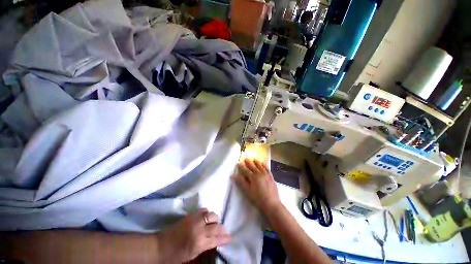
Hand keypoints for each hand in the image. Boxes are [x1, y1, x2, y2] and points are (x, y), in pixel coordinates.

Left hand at [157, 208, 229, 263]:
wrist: (160, 246)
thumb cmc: (176, 255)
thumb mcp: (192, 255)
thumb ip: (204, 246)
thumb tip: (214, 240)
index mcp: (199, 243)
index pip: (216, 239)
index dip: (224, 238)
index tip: (230, 237)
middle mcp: (199, 230)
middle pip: (216, 226)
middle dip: (222, 228)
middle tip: (224, 230)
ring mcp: (195, 220)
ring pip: (211, 215)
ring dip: (215, 219)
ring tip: (215, 222)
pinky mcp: (191, 215)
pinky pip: (203, 210)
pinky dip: (206, 213)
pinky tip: (206, 216)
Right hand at [232, 158, 281, 214]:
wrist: (272, 204)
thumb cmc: (258, 199)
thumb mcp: (247, 191)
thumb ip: (241, 182)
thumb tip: (234, 175)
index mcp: (253, 177)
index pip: (246, 170)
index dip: (242, 167)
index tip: (239, 163)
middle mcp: (260, 174)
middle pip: (253, 166)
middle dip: (249, 162)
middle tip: (246, 158)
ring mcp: (266, 175)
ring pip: (261, 166)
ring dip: (257, 162)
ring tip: (254, 159)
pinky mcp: (271, 177)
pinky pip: (267, 169)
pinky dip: (265, 165)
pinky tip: (264, 164)